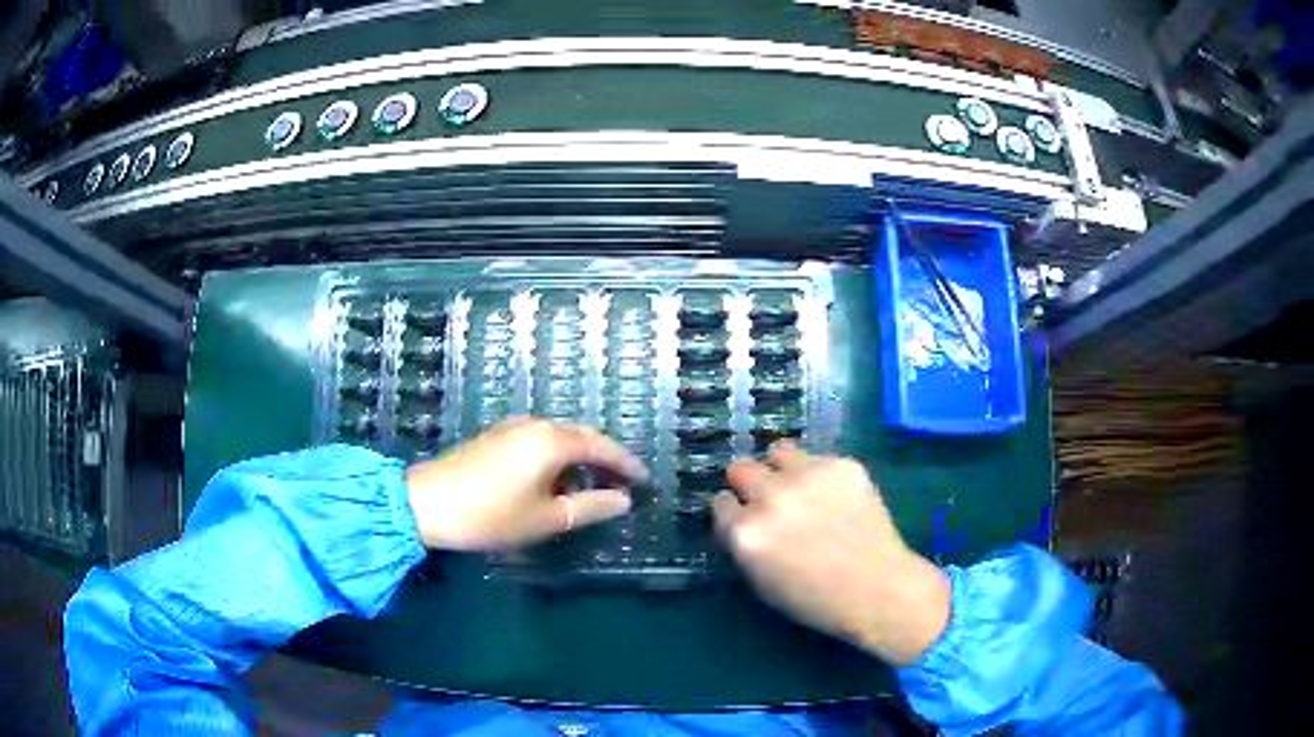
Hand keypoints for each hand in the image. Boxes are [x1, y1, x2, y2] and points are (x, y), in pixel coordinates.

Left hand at [406, 417, 647, 550]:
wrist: (426, 504)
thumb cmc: (491, 515)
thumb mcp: (547, 519)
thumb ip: (590, 507)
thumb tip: (623, 500)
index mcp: (552, 441)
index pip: (602, 447)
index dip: (627, 464)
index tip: (645, 481)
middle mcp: (535, 425)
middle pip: (581, 438)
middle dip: (603, 461)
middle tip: (621, 486)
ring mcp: (512, 428)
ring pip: (558, 440)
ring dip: (577, 463)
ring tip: (586, 494)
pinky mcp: (495, 438)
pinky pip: (538, 443)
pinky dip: (554, 461)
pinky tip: (551, 486)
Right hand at [713, 441, 950, 665]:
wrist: (878, 588)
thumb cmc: (816, 600)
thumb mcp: (762, 583)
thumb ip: (744, 545)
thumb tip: (741, 519)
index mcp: (746, 532)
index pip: (720, 502)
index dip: (733, 511)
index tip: (745, 518)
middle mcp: (771, 496)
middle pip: (741, 469)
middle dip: (750, 485)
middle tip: (769, 501)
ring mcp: (808, 475)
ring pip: (778, 451)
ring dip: (781, 468)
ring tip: (799, 487)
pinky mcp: (841, 464)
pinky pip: (818, 458)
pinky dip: (820, 475)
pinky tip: (836, 498)